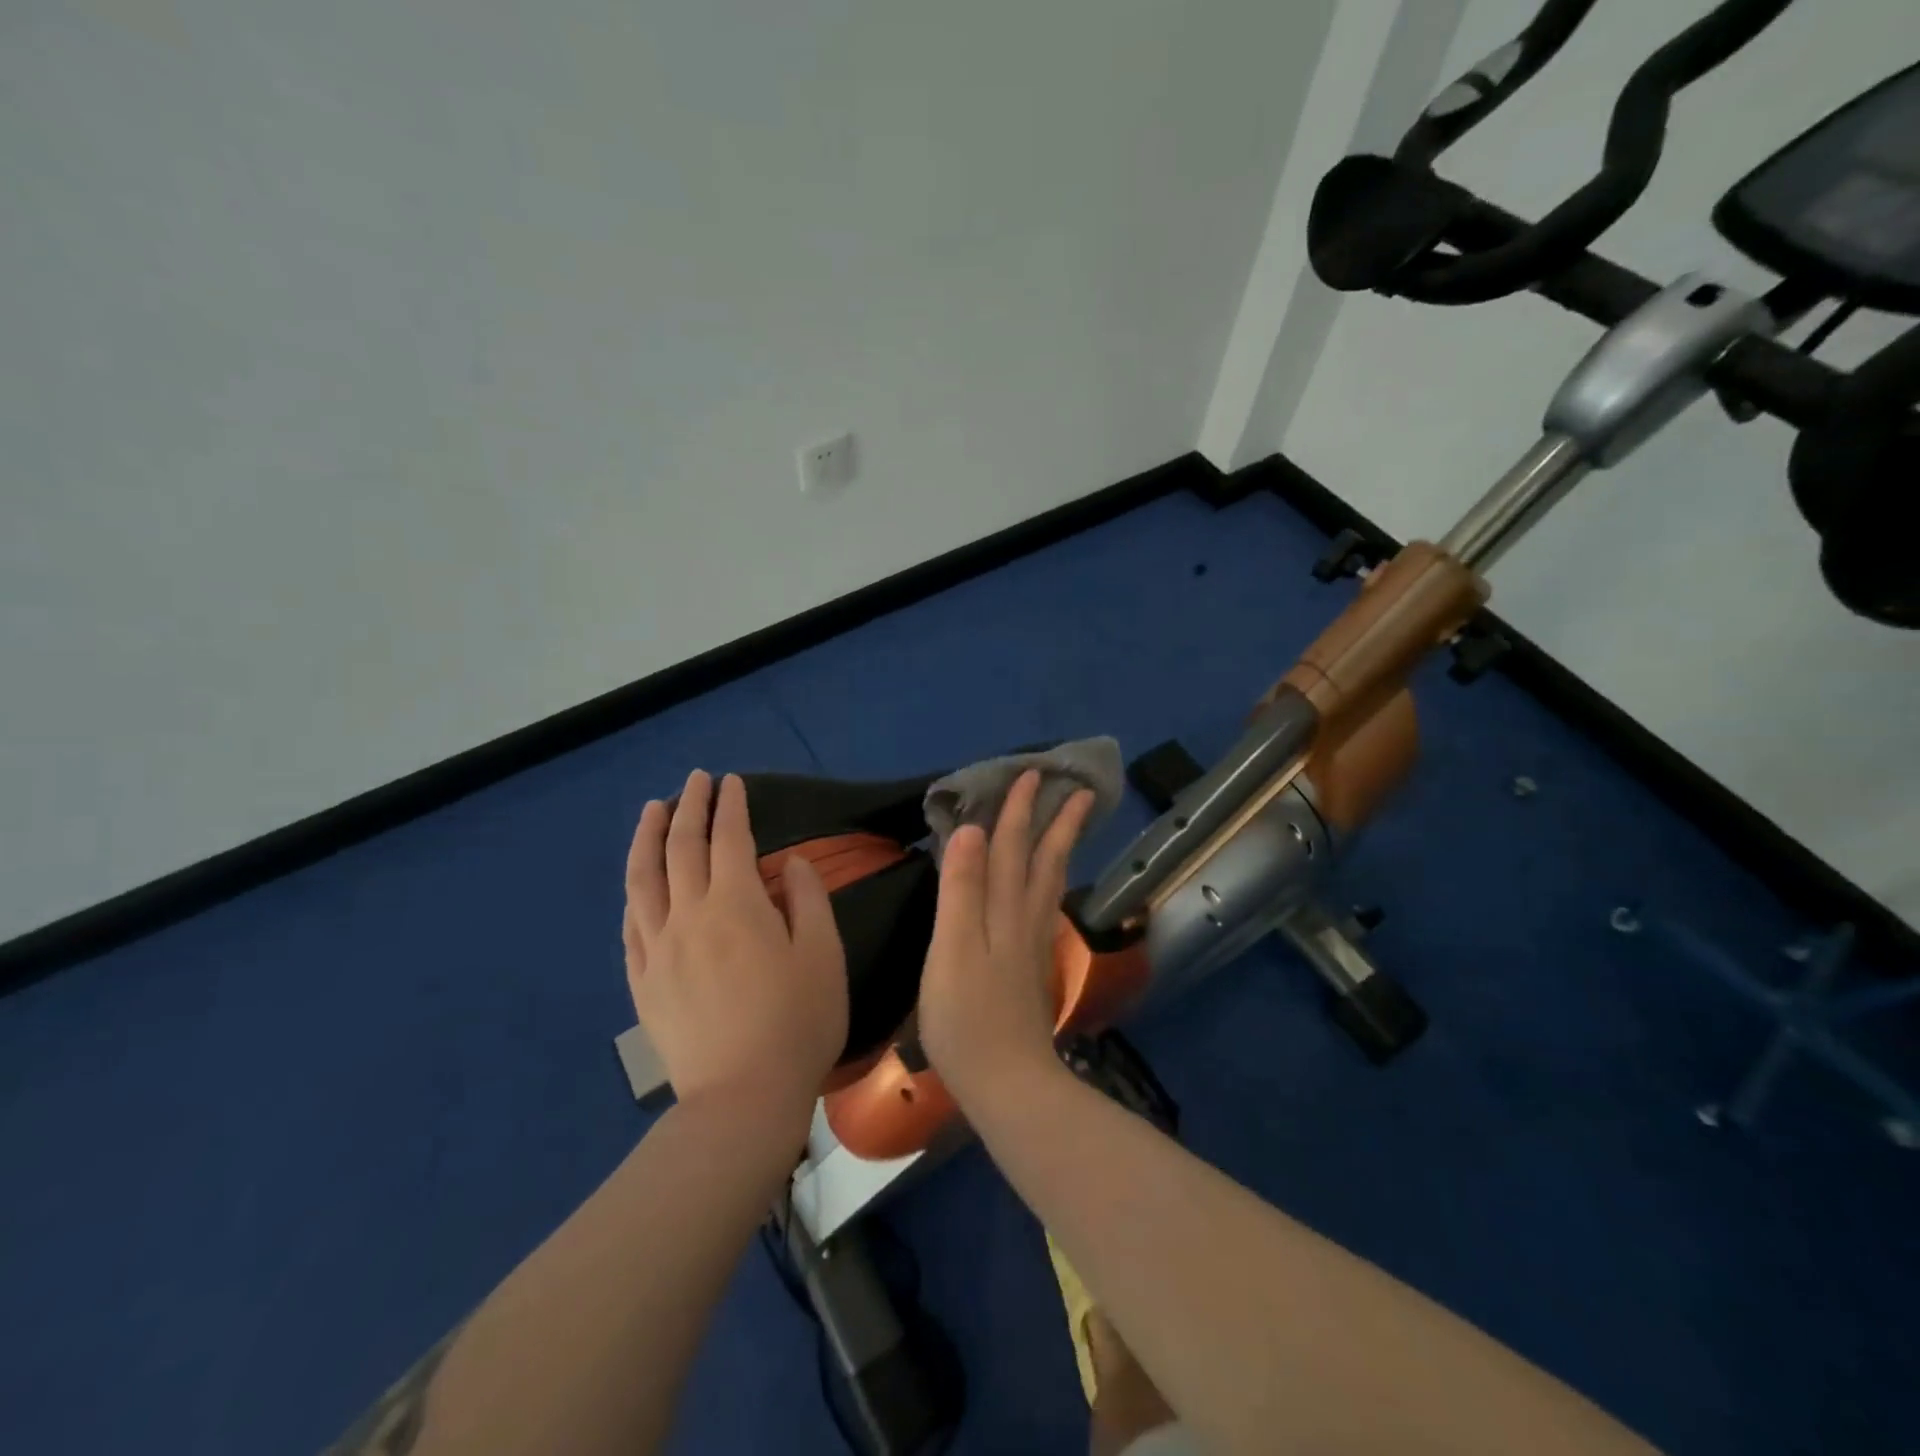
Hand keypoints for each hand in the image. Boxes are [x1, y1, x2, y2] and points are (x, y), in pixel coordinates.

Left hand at [623, 770, 848, 1118]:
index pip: (730, 839)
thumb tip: (789, 863)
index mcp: (737, 905)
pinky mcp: (643, 981)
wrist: (742, 1098)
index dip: (731, 806)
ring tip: (652, 810)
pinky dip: (634, 892)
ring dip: (648, 837)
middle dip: (690, 806)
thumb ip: (807, 899)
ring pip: (644, 878)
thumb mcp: (823, 955)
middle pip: (682, 847)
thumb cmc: (797, 1023)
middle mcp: (690, 915)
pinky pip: (631, 924)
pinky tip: (637, 882)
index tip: (731, 781)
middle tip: (695, 780)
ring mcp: (659, 948)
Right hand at [918, 770, 1096, 1100]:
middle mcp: (1024, 920)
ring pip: (1050, 883)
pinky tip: (1048, 887)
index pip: (1011, 848)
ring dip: (1059, 848)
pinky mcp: (1031, 968)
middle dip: (1056, 822)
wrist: (1007, 1083)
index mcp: (1003, 911)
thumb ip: (961, 890)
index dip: (1018, 811)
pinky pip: (1044, 906)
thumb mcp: (951, 948)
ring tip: (1071, 825)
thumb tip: (972, 831)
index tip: (1032, 773)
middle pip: (1043, 861)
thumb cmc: (966, 1017)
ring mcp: (1032, 945)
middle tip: (1078, 789)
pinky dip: (1049, 882)